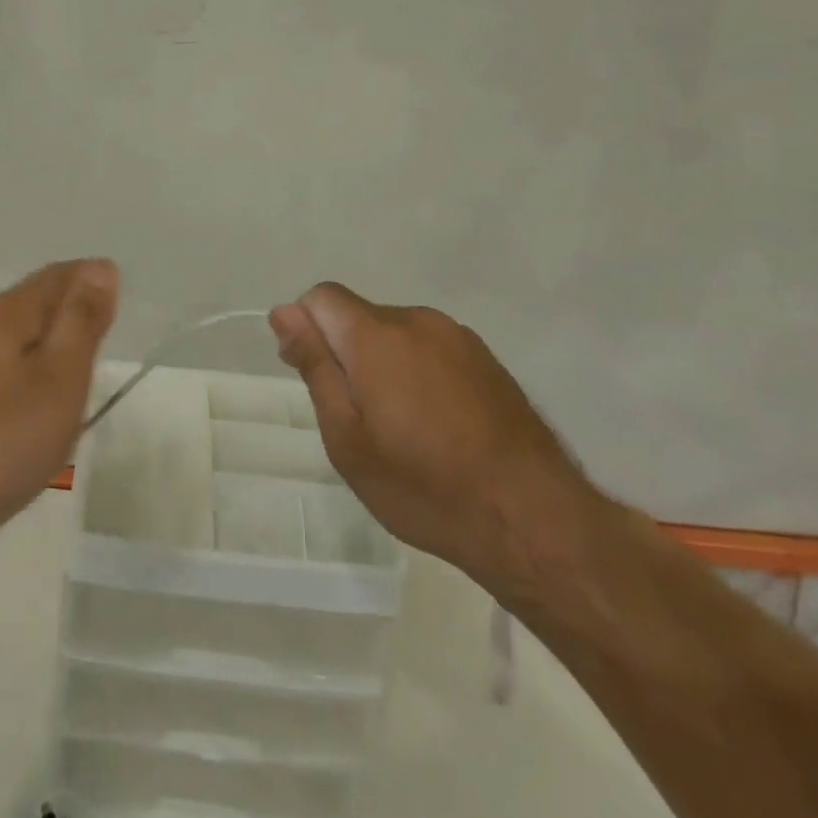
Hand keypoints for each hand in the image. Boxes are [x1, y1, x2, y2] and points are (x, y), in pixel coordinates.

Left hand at [0, 259, 119, 553]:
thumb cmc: (1, 441)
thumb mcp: (59, 378)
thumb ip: (81, 320)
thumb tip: (100, 268)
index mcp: (3, 312)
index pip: (56, 276)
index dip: (90, 280)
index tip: (117, 297)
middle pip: (29, 299)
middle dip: (65, 306)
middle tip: (100, 326)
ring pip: (8, 331)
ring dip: (41, 336)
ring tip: (70, 360)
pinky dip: (19, 363)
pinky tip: (25, 394)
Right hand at [270, 283, 593, 590]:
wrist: (533, 520)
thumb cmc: (424, 485)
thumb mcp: (347, 437)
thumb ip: (315, 365)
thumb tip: (284, 312)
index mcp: (377, 335)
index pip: (321, 297)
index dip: (306, 328)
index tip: (312, 374)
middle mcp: (418, 320)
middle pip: (360, 316)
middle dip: (346, 351)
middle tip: (357, 418)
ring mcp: (459, 337)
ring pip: (397, 333)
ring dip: (384, 362)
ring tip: (401, 428)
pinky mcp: (487, 359)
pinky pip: (431, 349)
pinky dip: (419, 372)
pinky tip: (438, 425)